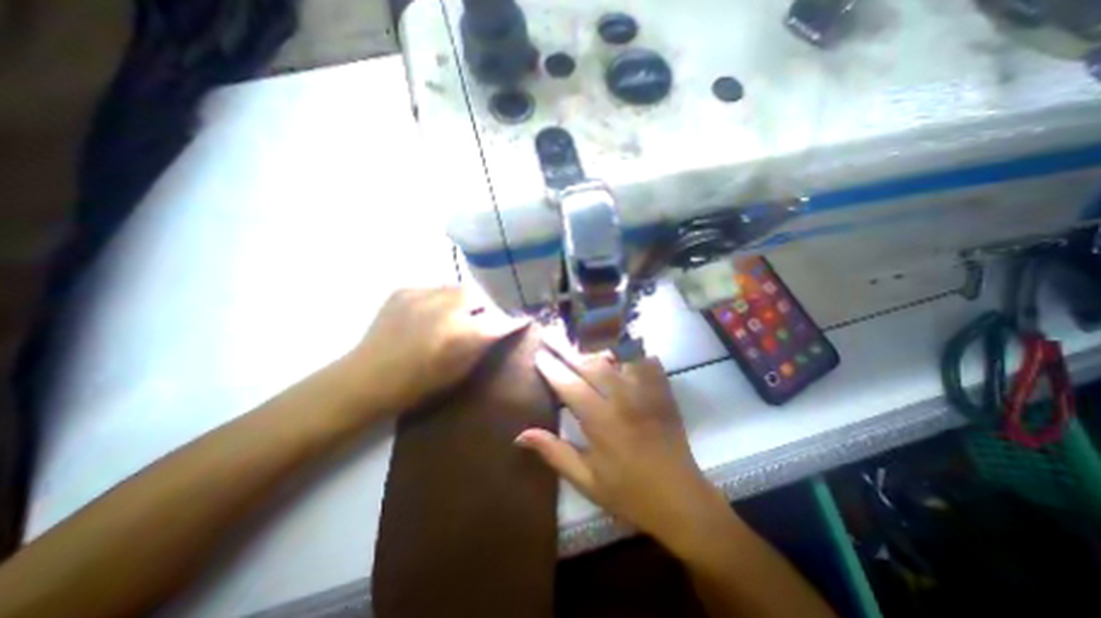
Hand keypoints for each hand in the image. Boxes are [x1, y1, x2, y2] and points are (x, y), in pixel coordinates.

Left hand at [344, 290, 529, 414]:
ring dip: (462, 300)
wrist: (369, 377)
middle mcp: (447, 308)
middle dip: (486, 305)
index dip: (514, 320)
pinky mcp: (405, 290)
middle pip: (480, 295)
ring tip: (455, 314)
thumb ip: (484, 345)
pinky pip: (434, 289)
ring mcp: (423, 295)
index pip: (501, 320)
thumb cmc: (419, 384)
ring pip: (457, 288)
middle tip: (481, 317)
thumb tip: (504, 328)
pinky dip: (439, 299)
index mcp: (463, 334)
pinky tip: (430, 313)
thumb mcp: (461, 371)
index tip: (522, 320)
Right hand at [516, 348, 727, 551]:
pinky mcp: (663, 392)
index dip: (552, 368)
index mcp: (601, 422)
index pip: (569, 386)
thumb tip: (521, 435)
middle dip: (567, 348)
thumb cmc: (629, 493)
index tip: (539, 354)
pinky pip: (646, 360)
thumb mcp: (587, 481)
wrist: (681, 500)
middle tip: (551, 335)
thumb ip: (554, 453)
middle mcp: (623, 400)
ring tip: (580, 330)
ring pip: (619, 356)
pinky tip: (621, 341)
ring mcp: (646, 392)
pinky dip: (632, 348)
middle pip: (591, 364)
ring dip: (598, 342)